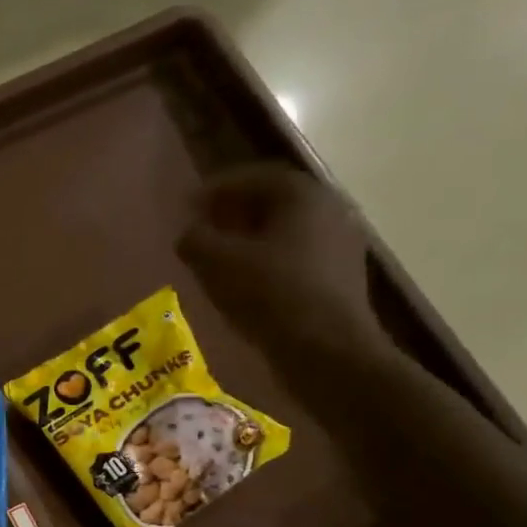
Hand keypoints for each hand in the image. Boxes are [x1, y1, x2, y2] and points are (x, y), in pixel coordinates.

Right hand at [177, 165, 387, 362]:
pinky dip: (267, 263)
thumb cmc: (270, 294)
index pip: (253, 177)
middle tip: (204, 229)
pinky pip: (295, 259)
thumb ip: (196, 241)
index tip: (188, 205)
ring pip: (285, 233)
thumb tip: (187, 234)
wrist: (326, 349)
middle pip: (273, 203)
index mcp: (301, 194)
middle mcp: (328, 210)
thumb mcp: (218, 264)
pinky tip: (247, 285)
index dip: (216, 189)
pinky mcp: (339, 279)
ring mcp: (339, 245)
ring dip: (251, 241)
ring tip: (220, 260)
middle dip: (234, 213)